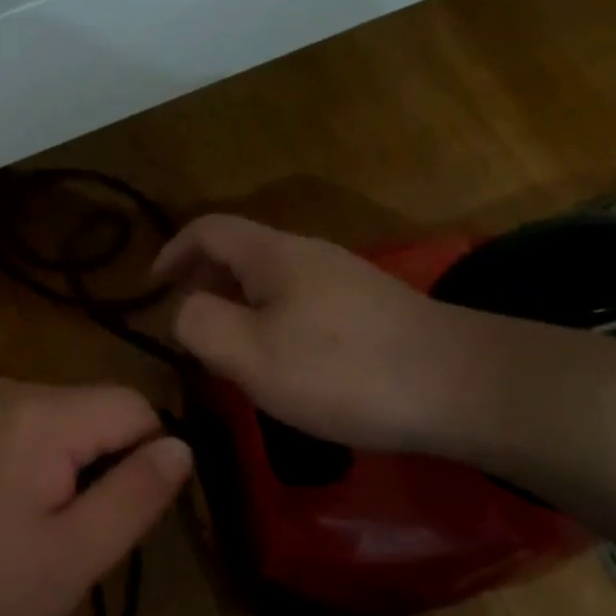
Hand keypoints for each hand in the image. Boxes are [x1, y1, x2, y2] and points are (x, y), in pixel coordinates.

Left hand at [0, 379, 192, 615]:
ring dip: (71, 462)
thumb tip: (181, 446)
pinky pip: (25, 422)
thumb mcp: (71, 556)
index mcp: (43, 414)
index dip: (146, 458)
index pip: (134, 407)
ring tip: (40, 523)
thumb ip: (134, 496)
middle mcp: (13, 387)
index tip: (121, 513)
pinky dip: (36, 456)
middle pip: (97, 409)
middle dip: (106, 463)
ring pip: (63, 416)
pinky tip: (6, 504)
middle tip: (78, 529)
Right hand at [153, 214, 477, 452]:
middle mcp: (308, 254)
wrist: (464, 387)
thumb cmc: (343, 370)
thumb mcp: (250, 354)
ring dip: (239, 307)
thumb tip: (184, 309)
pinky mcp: (370, 309)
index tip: (150, 287)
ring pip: (271, 281)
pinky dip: (273, 322)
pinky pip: (301, 303)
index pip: (207, 229)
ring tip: (231, 353)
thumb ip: (200, 325)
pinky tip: (286, 365)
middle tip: (189, 330)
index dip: (171, 251)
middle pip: (240, 253)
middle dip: (204, 283)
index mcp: (272, 254)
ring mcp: (344, 279)